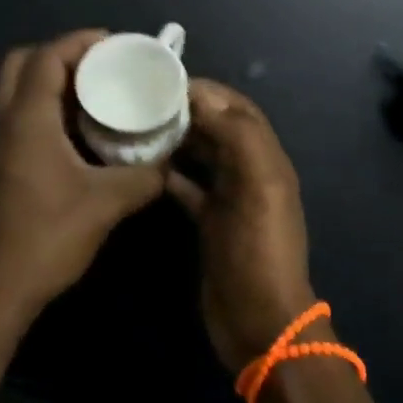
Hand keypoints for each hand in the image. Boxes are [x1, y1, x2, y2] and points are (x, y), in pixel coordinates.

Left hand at [0, 30, 166, 325]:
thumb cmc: (51, 236)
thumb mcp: (108, 203)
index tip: (114, 43)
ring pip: (15, 85)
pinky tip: (76, 123)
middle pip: (22, 61)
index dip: (79, 42)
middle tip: (99, 63)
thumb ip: (146, 176)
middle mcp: (3, 120)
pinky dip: (43, 100)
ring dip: (49, 76)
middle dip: (60, 53)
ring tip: (93, 86)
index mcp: (27, 119)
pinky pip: (16, 109)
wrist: (1, 288)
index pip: (46, 57)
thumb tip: (172, 158)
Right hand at [167, 80, 318, 372]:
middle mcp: (248, 170)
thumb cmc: (259, 250)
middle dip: (185, 110)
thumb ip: (238, 135)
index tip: (163, 80)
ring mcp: (228, 197)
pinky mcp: (209, 221)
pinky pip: (187, 186)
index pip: (235, 107)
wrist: (260, 323)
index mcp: (265, 156)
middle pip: (216, 126)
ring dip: (175, 138)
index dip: (204, 90)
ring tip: (136, 126)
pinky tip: (142, 167)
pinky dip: (169, 173)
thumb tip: (201, 95)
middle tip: (141, 100)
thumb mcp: (258, 187)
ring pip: (200, 153)